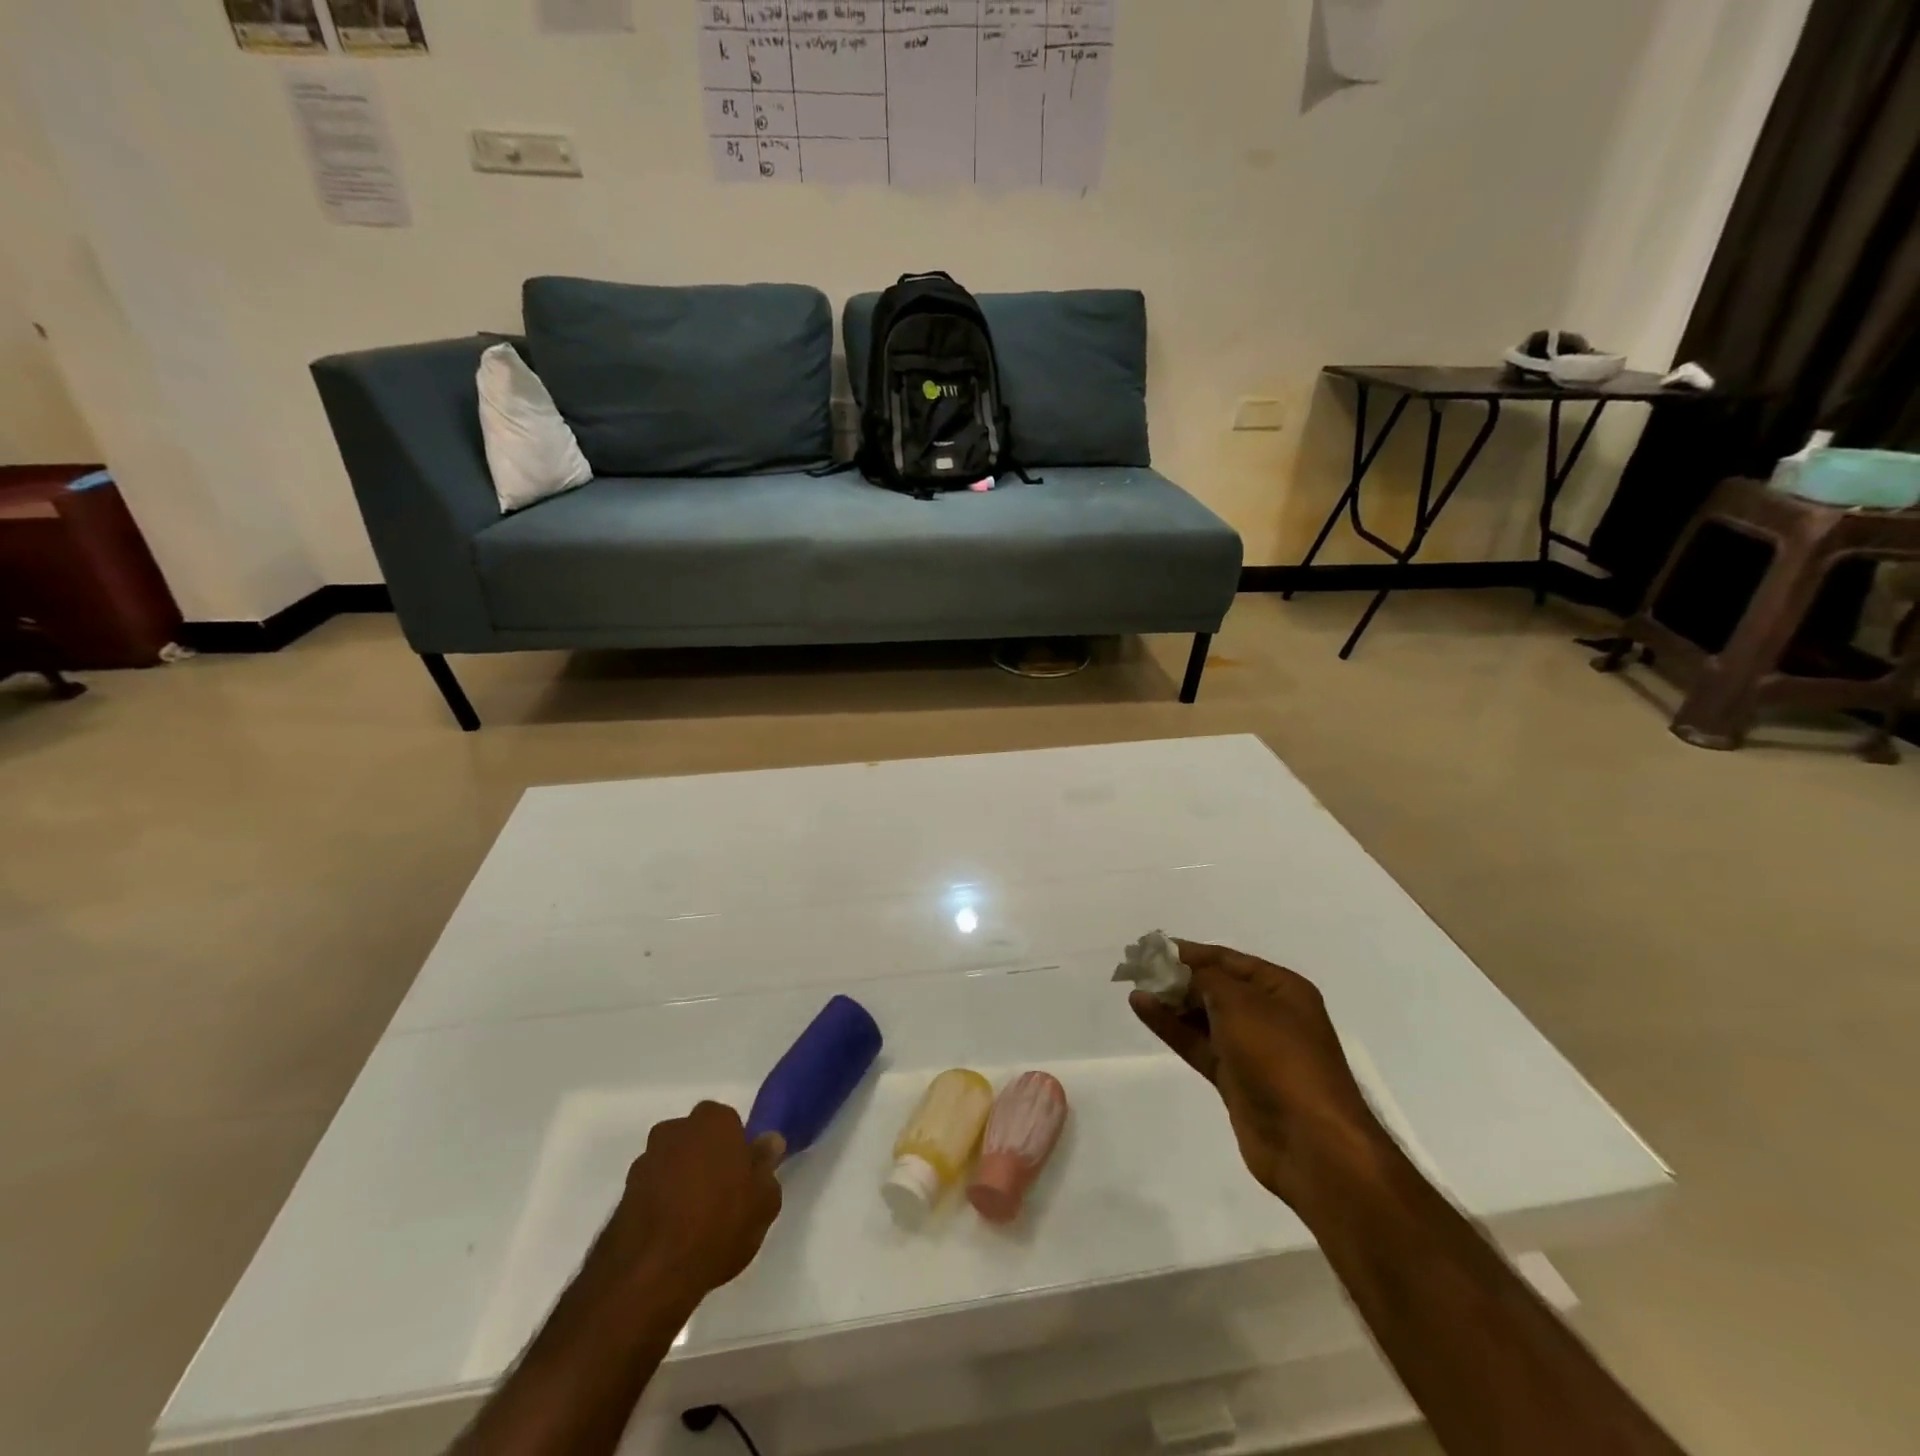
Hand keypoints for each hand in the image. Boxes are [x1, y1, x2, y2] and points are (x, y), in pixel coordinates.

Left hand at [587, 1101, 783, 1311]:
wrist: (651, 1274)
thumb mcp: (764, 1200)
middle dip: (706, 1159)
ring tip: (692, 1223)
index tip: (742, 1178)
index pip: (730, 1123)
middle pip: (697, 1139)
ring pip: (672, 1163)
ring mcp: (645, 1161)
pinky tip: (670, 1235)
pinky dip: (660, 1204)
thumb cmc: (719, 1225)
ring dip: (680, 1181)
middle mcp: (676, 1129)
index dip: (737, 1150)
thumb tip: (768, 1142)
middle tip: (720, 1197)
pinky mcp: (622, 1194)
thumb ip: (767, 1165)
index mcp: (714, 1120)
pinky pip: (652, 1191)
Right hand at [1130, 941, 1388, 1210]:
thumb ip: (1205, 978)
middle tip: (1137, 968)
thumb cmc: (1279, 1057)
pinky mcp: (1235, 1078)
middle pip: (1215, 986)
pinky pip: (1198, 1043)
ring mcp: (1251, 1048)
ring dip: (1170, 1001)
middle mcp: (1268, 1014)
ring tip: (1134, 987)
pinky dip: (1172, 1026)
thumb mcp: (1240, 1003)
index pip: (1227, 959)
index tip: (1152, 948)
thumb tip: (1180, 968)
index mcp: (1281, 989)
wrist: (1310, 1142)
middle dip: (1177, 976)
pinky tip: (1143, 1009)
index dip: (1189, 952)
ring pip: (1203, 1016)